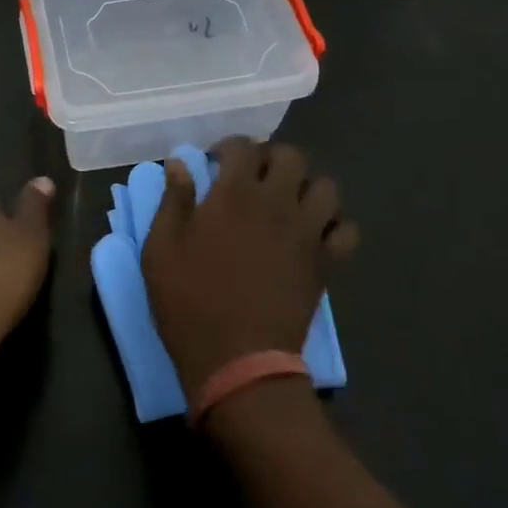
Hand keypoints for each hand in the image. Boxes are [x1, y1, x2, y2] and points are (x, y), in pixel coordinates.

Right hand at [142, 139, 356, 398]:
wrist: (238, 361)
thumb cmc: (191, 303)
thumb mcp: (161, 250)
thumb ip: (173, 200)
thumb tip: (179, 163)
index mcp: (234, 194)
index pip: (242, 147)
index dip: (228, 147)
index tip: (216, 162)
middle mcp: (276, 202)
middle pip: (291, 156)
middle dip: (272, 158)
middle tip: (254, 178)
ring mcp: (307, 232)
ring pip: (325, 187)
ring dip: (307, 188)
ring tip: (288, 203)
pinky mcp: (326, 263)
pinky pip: (346, 231)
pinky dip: (334, 227)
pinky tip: (314, 236)